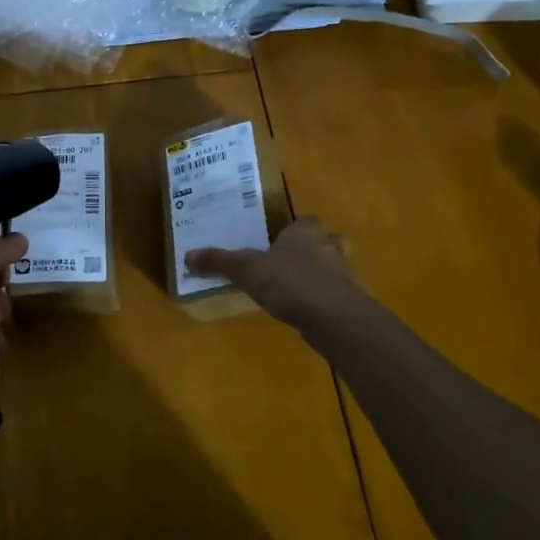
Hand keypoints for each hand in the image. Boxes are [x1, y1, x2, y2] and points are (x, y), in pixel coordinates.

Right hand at [184, 218, 363, 330]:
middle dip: (316, 249)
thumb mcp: (246, 270)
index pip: (307, 221)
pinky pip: (337, 295)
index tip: (282, 239)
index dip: (296, 228)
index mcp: (305, 233)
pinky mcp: (351, 303)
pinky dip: (325, 300)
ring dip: (321, 275)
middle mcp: (329, 248)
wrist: (335, 319)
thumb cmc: (290, 282)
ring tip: (298, 288)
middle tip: (293, 261)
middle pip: (328, 241)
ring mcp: (345, 276)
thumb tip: (188, 256)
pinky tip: (307, 312)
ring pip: (335, 268)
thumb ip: (219, 262)